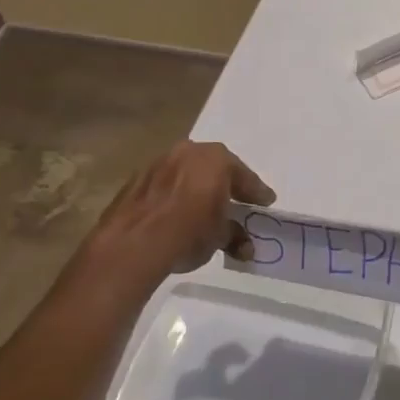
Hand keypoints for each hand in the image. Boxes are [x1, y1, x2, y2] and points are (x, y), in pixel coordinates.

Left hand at [84, 141, 275, 282]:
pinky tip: (177, 213)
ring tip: (204, 208)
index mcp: (217, 159)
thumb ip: (235, 236)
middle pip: (215, 168)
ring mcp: (160, 161)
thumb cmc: (189, 232)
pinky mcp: (137, 178)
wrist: (133, 243)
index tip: (266, 202)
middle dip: (226, 185)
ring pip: (188, 173)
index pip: (245, 177)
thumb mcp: (220, 236)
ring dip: (198, 188)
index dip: (256, 193)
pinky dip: (175, 195)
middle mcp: (189, 151)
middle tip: (237, 202)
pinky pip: (166, 184)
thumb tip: (245, 247)